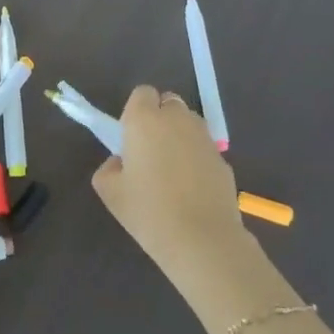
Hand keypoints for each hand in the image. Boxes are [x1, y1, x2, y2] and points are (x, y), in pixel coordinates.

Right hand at [92, 86, 260, 324]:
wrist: (202, 240)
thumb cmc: (148, 211)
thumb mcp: (109, 192)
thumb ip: (109, 168)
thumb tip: (121, 162)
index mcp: (144, 120)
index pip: (142, 93)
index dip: (136, 111)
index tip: (132, 137)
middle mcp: (176, 119)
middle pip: (169, 103)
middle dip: (161, 119)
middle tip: (151, 151)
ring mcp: (204, 138)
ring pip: (189, 124)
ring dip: (180, 136)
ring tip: (173, 170)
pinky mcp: (224, 159)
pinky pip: (204, 148)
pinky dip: (197, 158)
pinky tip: (192, 189)